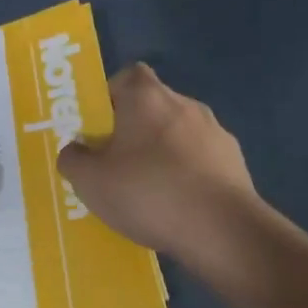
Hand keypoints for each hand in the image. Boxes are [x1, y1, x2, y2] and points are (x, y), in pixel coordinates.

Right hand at [58, 63, 262, 269]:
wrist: (223, 230)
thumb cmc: (148, 192)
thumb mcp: (90, 181)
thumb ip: (72, 159)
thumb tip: (75, 151)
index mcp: (146, 96)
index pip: (126, 77)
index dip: (109, 97)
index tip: (98, 128)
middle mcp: (183, 103)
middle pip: (151, 106)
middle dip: (133, 130)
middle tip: (115, 164)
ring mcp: (215, 131)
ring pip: (177, 134)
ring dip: (162, 154)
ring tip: (148, 192)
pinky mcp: (235, 162)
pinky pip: (200, 161)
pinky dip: (188, 176)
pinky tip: (178, 207)